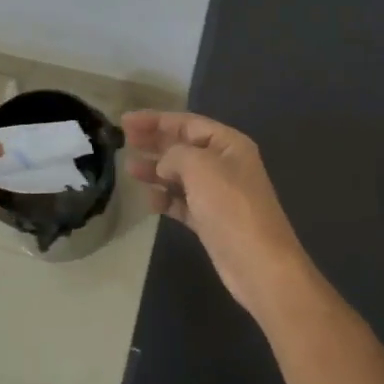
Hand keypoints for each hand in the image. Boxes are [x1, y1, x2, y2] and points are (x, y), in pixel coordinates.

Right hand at [122, 111, 314, 324]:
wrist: (259, 264)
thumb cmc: (231, 207)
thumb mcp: (201, 167)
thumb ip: (175, 155)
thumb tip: (163, 164)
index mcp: (229, 144)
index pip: (188, 123)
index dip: (156, 120)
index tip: (126, 121)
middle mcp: (224, 165)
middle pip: (183, 146)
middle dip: (155, 142)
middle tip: (124, 140)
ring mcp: (218, 194)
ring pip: (180, 175)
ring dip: (156, 170)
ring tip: (130, 169)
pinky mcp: (210, 220)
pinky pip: (183, 202)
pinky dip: (166, 199)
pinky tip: (150, 200)